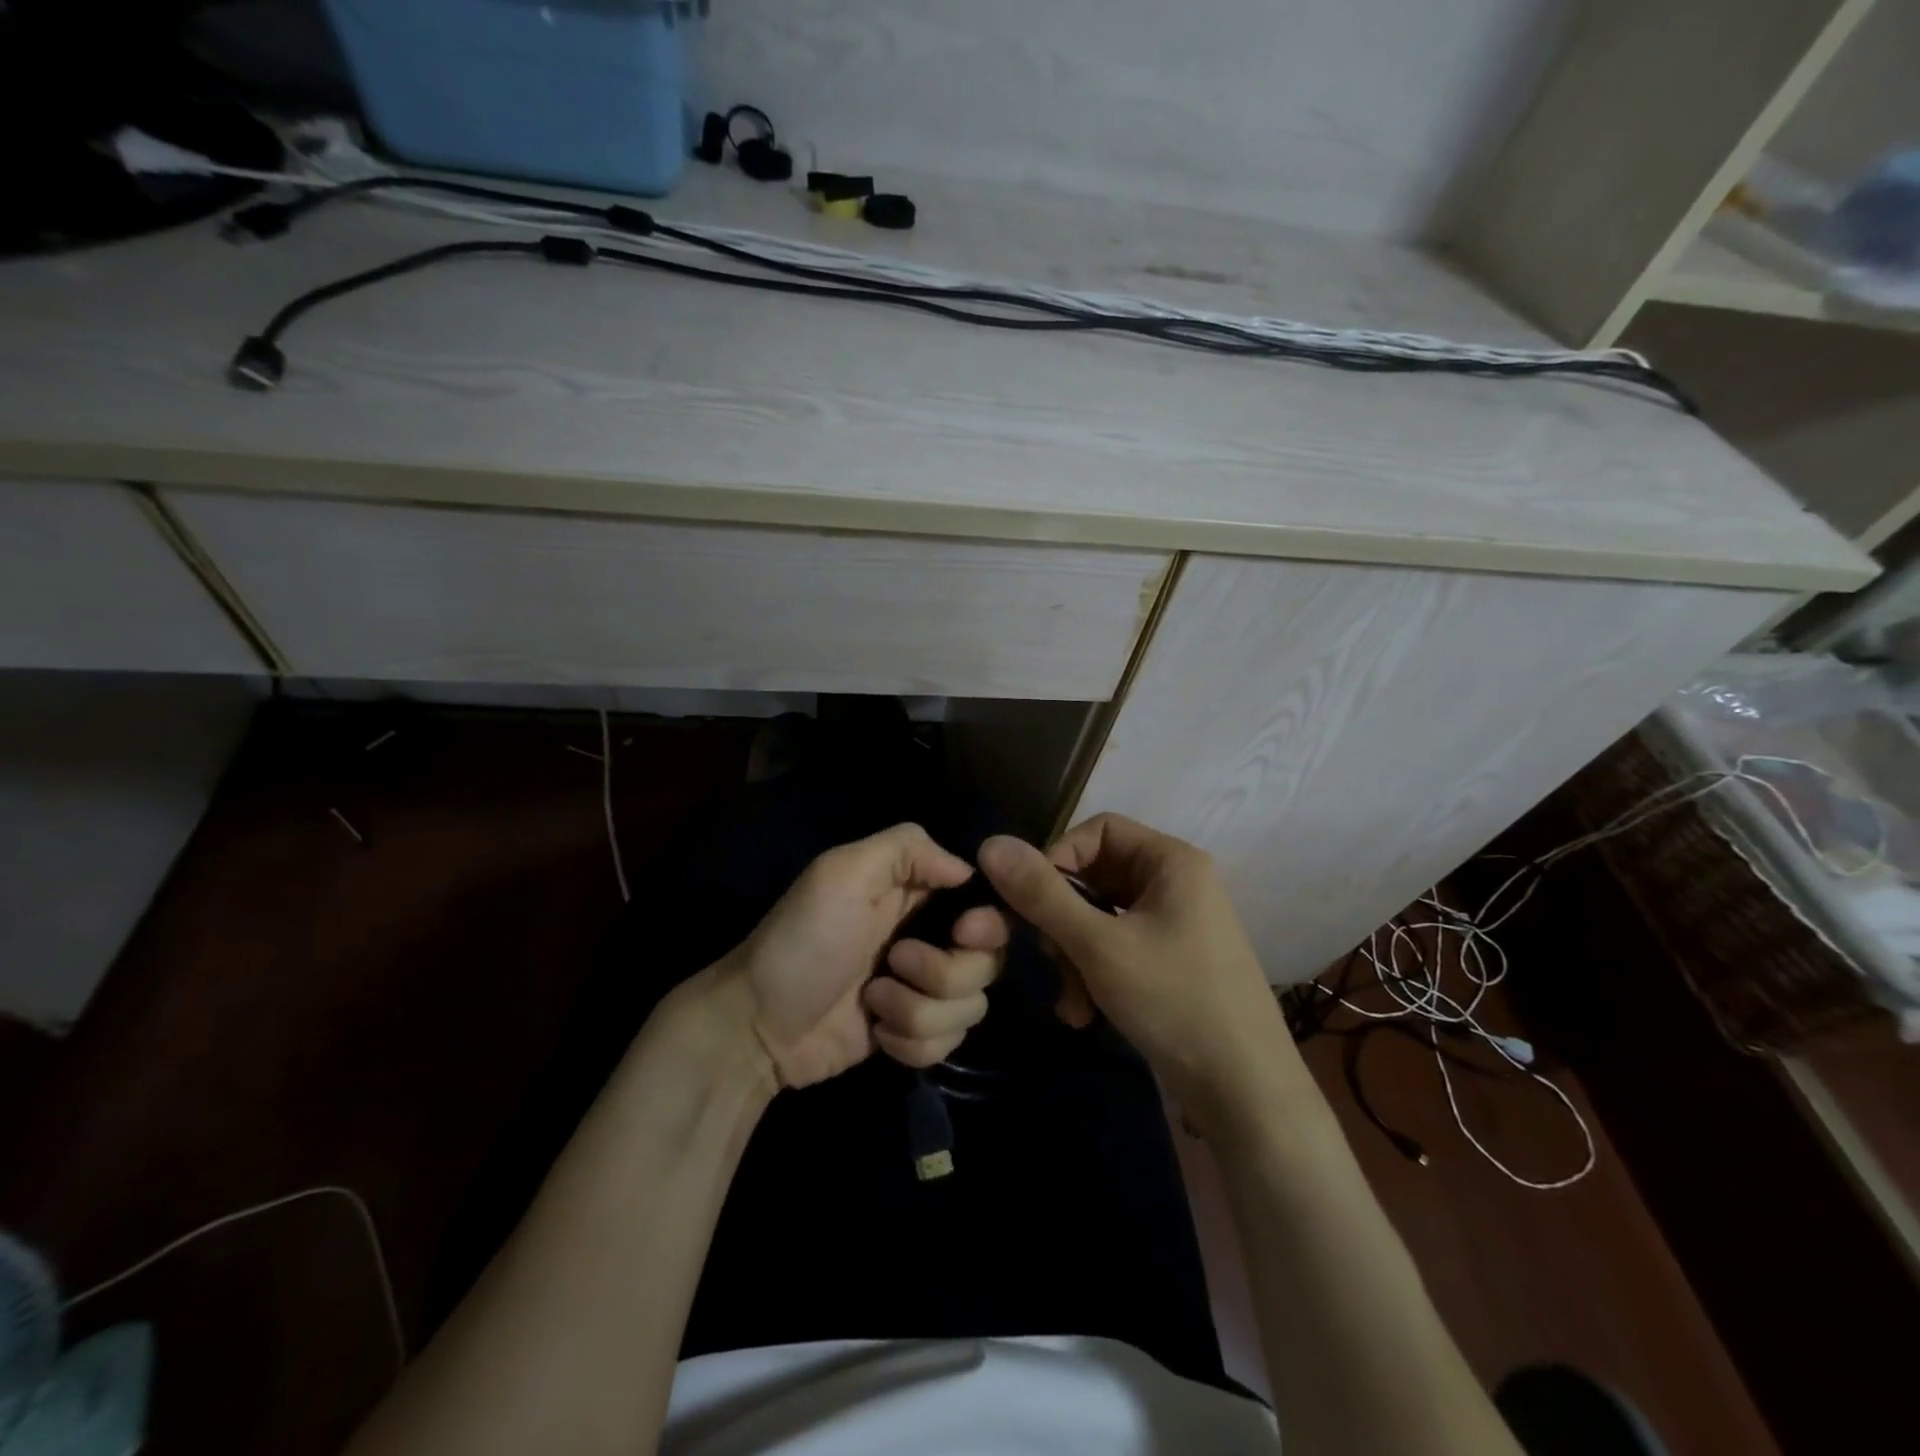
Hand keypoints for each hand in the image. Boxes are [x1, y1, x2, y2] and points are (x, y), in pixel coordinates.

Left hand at [721, 823, 1007, 1088]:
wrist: (758, 1024)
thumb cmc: (803, 940)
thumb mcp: (842, 873)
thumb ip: (906, 848)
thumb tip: (967, 870)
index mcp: (916, 893)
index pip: (985, 903)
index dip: (986, 922)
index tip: (963, 933)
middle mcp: (929, 937)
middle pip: (987, 960)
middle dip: (946, 972)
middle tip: (895, 963)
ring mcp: (922, 990)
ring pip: (971, 1006)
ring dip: (920, 1010)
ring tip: (873, 1002)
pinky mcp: (913, 1032)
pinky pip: (949, 1043)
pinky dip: (914, 1043)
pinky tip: (878, 1034)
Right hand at [978, 814, 1293, 1132]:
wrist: (1245, 1094)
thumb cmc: (1175, 1002)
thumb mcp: (1098, 946)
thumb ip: (1042, 894)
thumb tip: (990, 843)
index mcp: (1170, 861)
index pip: (1096, 831)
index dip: (1055, 859)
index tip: (1028, 902)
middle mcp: (1173, 883)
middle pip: (1093, 877)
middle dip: (1061, 922)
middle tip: (1048, 959)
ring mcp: (1172, 925)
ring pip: (1097, 919)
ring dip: (1072, 957)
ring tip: (1072, 1002)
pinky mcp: (1167, 962)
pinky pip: (1114, 949)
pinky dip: (1093, 976)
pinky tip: (1084, 1015)